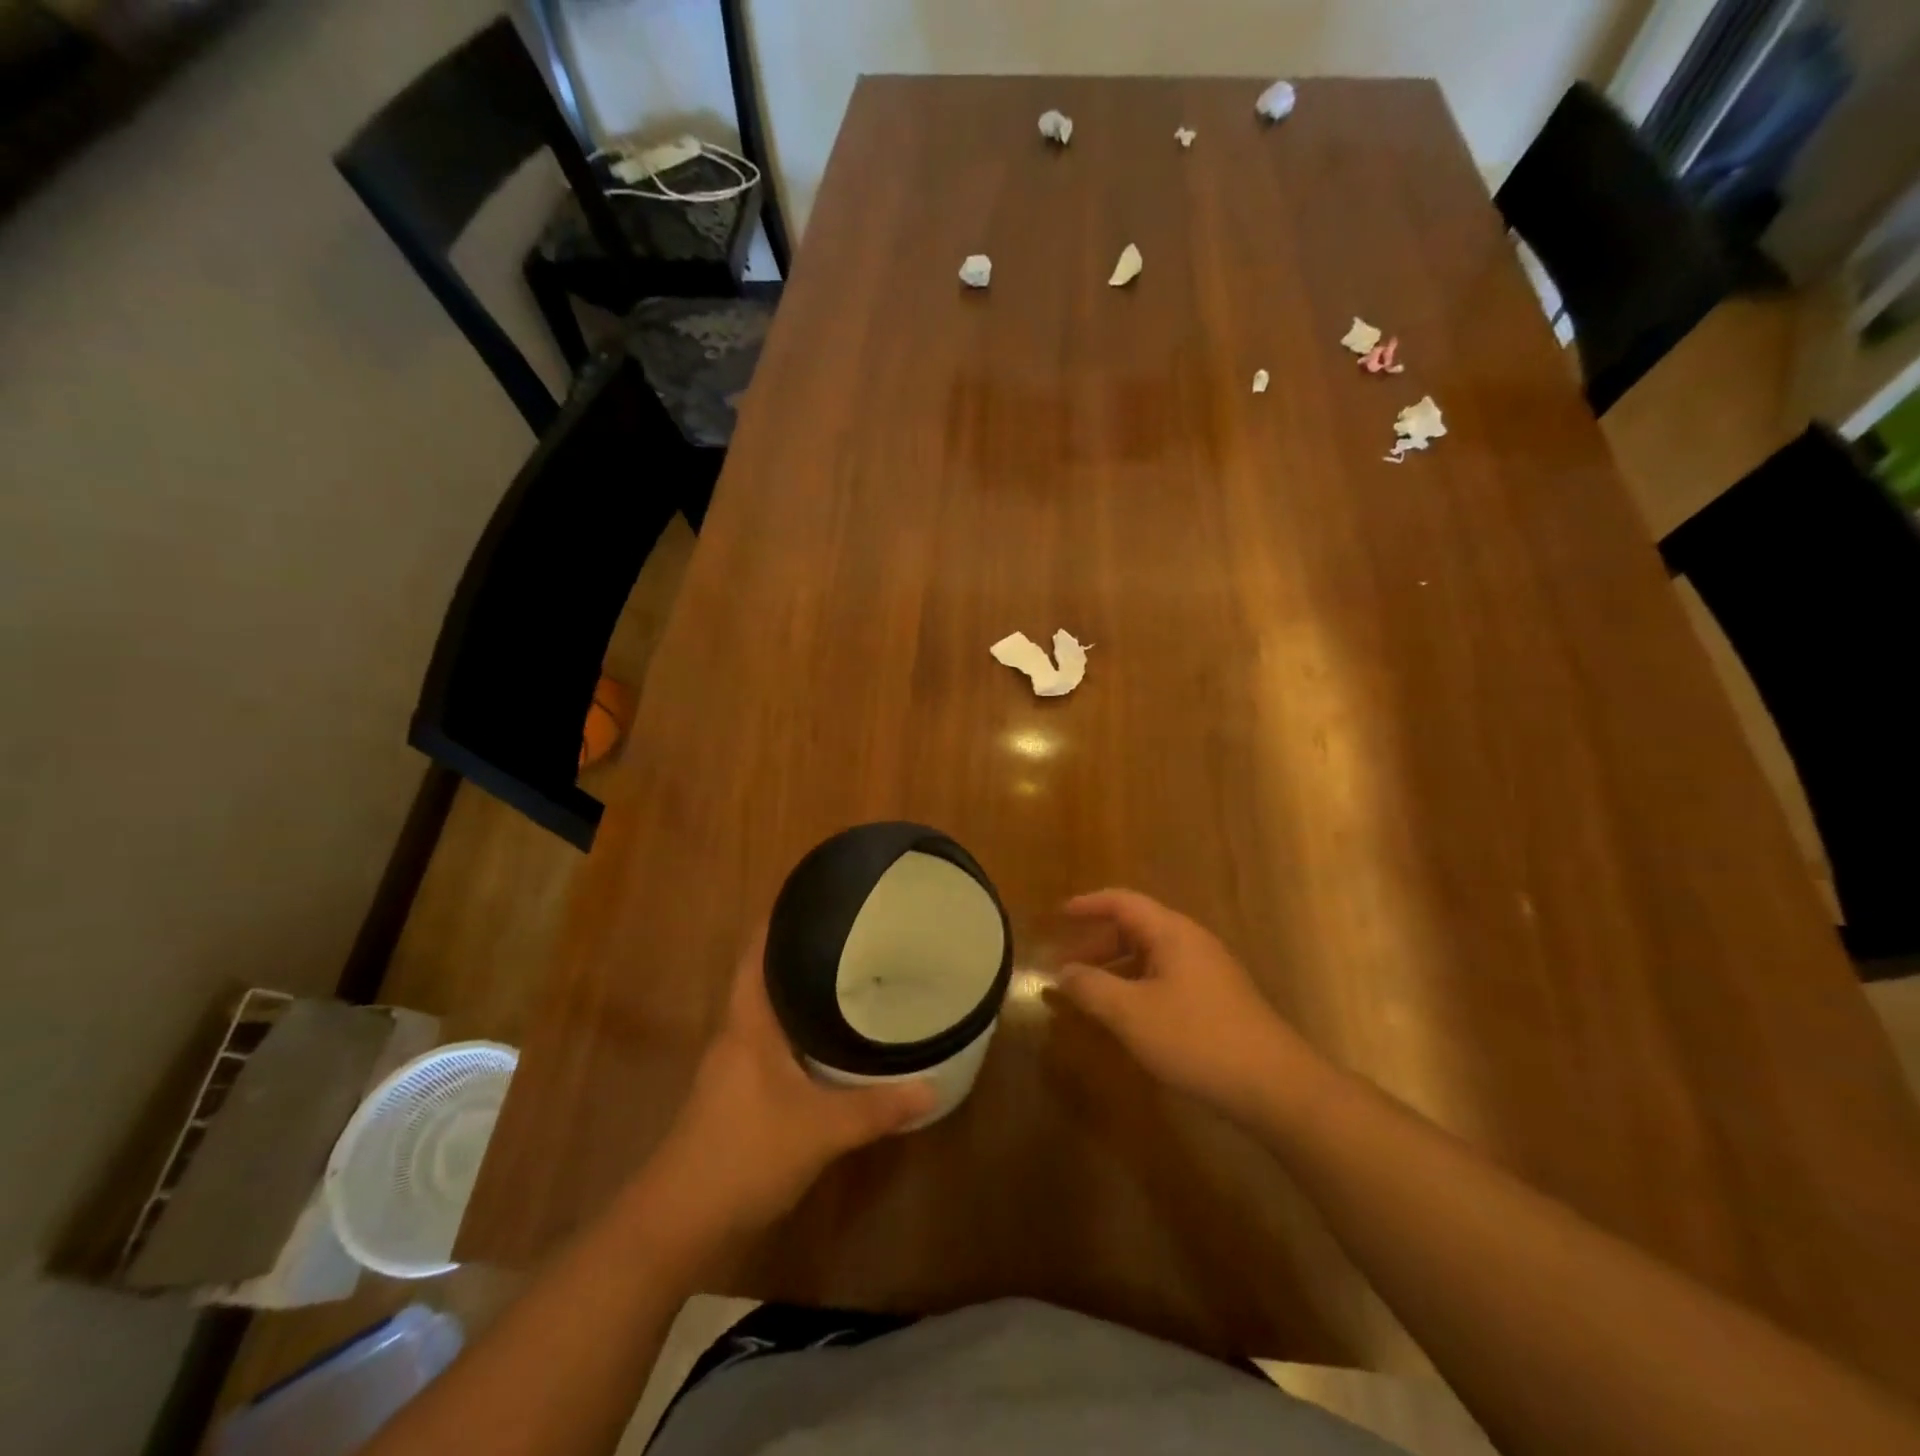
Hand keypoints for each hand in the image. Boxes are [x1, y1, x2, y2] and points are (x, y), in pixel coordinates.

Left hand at [651, 928, 935, 1234]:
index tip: (814, 894)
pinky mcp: (738, 1094)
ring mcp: (734, 1067)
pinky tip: (831, 1042)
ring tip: (850, 976)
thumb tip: (932, 1087)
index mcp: (748, 1023)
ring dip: (802, 994)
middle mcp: (737, 1034)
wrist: (678, 1223)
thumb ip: (877, 1108)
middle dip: (803, 952)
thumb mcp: (820, 1129)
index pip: (758, 953)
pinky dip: (800, 1031)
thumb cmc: (744, 1154)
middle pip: (767, 977)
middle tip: (851, 933)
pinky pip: (774, 1044)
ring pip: (772, 1013)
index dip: (779, 920)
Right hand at [1051, 889, 1320, 1123]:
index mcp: (1172, 933)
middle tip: (1066, 965)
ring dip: (1116, 968)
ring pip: (1151, 956)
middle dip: (1098, 943)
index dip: (1089, 904)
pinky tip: (1127, 1017)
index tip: (1059, 915)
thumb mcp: (1132, 1014)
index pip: (1123, 902)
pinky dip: (1137, 987)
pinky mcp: (1217, 1001)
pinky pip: (1166, 979)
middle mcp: (1192, 943)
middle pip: (1137, 927)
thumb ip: (1092, 988)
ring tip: (1090, 994)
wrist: (1276, 1086)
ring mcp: (1209, 972)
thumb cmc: (1197, 1039)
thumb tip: (1063, 972)